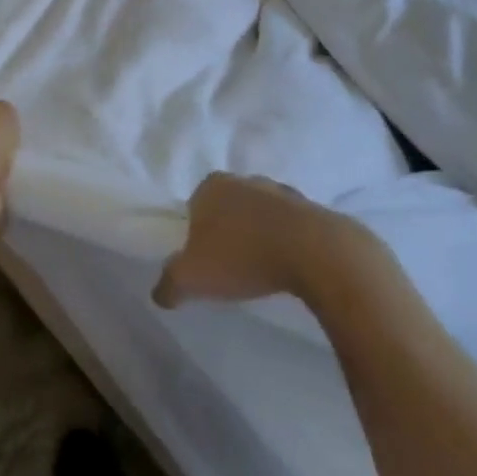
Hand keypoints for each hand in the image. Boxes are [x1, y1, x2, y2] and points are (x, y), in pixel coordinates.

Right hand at [156, 173, 362, 308]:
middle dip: (227, 232)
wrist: (317, 254)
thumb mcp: (191, 278)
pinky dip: (286, 243)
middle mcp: (246, 180)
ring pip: (260, 215)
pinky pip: (290, 227)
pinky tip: (287, 267)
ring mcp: (283, 192)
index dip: (194, 232)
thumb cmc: (243, 257)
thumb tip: (159, 295)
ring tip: (260, 270)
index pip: (194, 205)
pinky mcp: (314, 209)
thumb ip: (168, 285)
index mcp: (212, 186)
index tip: (202, 259)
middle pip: (228, 208)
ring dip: (259, 236)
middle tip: (228, 266)